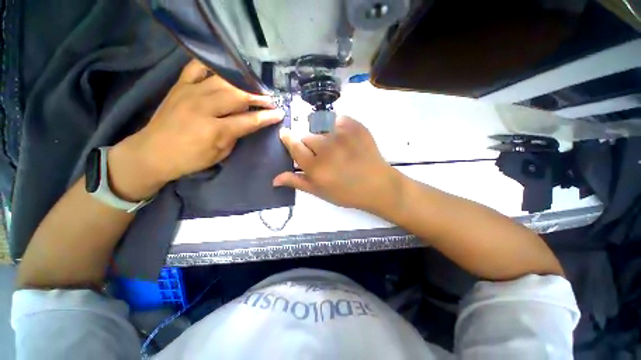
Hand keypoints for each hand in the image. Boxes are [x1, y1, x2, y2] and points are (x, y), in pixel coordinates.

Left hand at [109, 60, 284, 200]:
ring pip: (223, 81)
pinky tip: (226, 72)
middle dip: (258, 97)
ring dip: (243, 84)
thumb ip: (236, 136)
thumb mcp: (220, 154)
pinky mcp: (179, 86)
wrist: (152, 152)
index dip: (267, 117)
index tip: (279, 113)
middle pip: (238, 96)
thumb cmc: (190, 159)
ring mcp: (189, 93)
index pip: (249, 120)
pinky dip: (213, 67)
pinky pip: (197, 67)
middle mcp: (203, 107)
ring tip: (254, 88)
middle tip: (270, 100)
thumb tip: (248, 122)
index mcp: (214, 130)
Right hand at [274, 116, 402, 213]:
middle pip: (308, 137)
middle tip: (324, 156)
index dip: (288, 139)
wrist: (377, 185)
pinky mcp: (355, 125)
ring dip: (325, 137)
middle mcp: (326, 148)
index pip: (294, 145)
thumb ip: (297, 182)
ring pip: (321, 129)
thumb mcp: (320, 192)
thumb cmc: (347, 193)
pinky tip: (347, 140)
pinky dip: (338, 128)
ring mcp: (342, 134)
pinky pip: (337, 120)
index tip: (285, 135)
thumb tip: (274, 179)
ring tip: (337, 149)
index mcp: (316, 167)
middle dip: (311, 146)